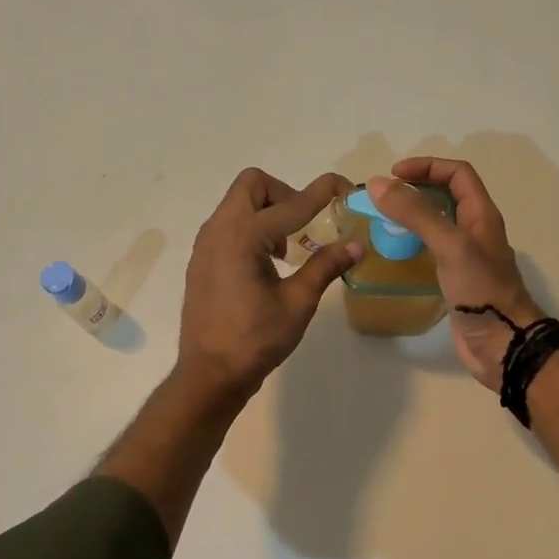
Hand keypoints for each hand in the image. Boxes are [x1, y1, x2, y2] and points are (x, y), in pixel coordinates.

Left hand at [178, 168, 362, 398]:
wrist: (209, 374)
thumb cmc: (255, 340)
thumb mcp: (298, 303)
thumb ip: (325, 266)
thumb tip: (357, 245)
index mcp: (243, 236)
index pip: (291, 203)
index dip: (322, 192)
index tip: (345, 186)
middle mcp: (219, 229)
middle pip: (253, 185)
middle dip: (284, 194)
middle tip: (305, 224)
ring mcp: (206, 243)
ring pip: (238, 202)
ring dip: (267, 211)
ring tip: (288, 249)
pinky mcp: (201, 259)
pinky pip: (228, 223)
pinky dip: (251, 227)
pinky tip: (266, 263)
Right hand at [368, 158, 542, 391]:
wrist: (503, 344)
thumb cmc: (482, 290)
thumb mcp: (450, 245)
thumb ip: (417, 214)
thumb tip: (378, 184)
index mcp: (481, 215)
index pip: (457, 174)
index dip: (427, 166)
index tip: (393, 175)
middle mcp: (475, 231)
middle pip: (447, 197)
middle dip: (416, 190)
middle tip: (383, 199)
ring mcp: (466, 258)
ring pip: (438, 225)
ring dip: (412, 218)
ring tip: (382, 223)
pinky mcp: (456, 281)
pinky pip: (432, 253)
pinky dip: (412, 246)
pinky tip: (393, 256)